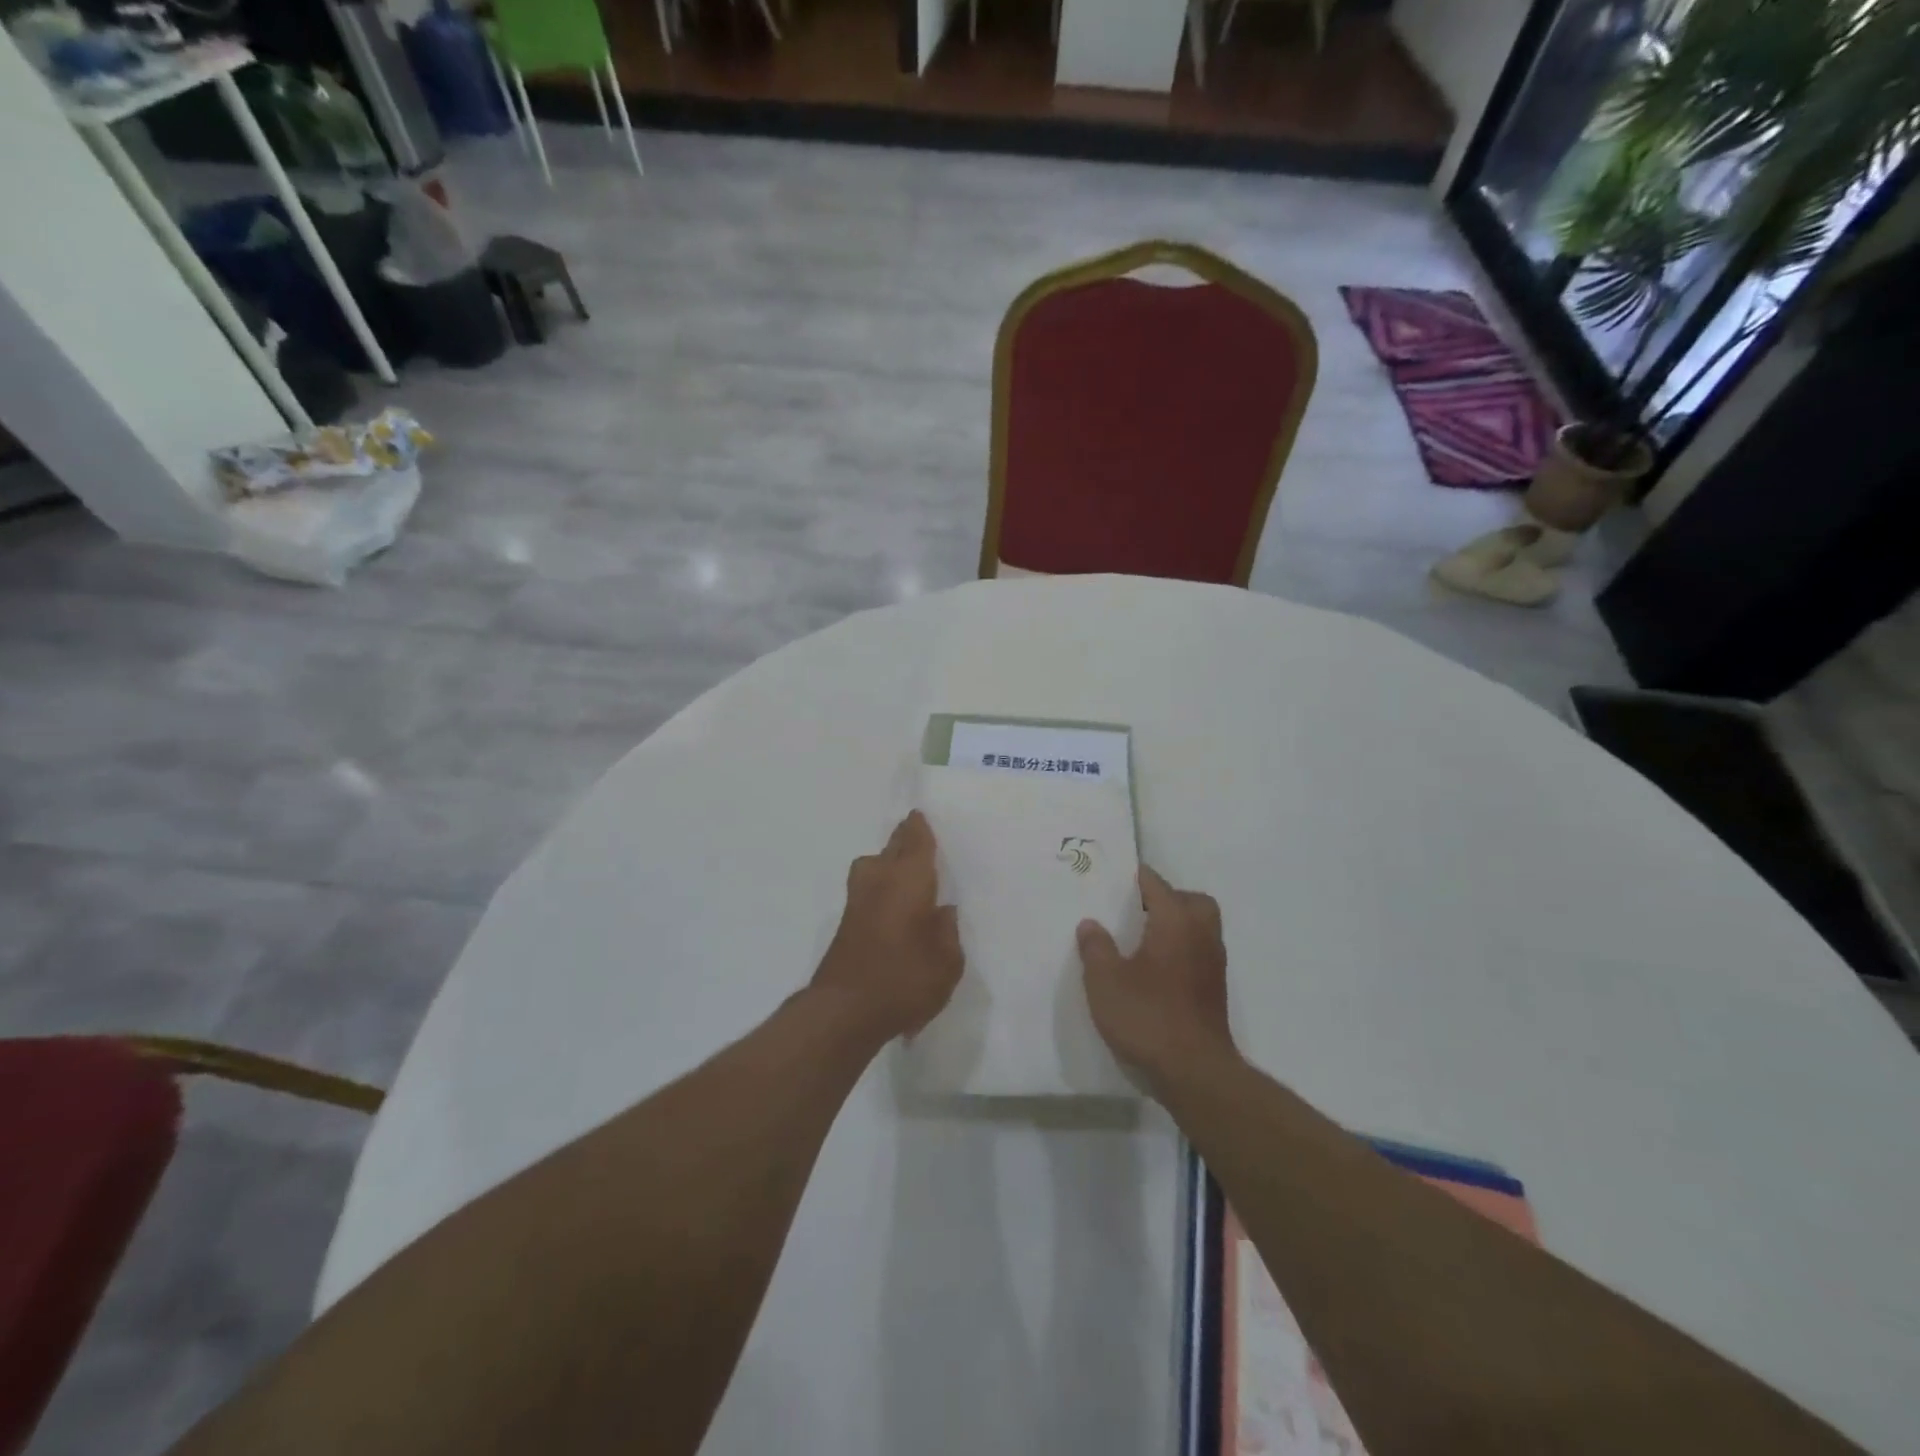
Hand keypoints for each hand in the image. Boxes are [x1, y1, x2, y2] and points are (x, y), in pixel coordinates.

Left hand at [811, 811, 963, 1043]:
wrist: (844, 1011)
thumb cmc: (904, 980)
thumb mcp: (947, 962)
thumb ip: (948, 932)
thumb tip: (943, 911)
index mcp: (909, 880)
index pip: (916, 842)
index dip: (919, 828)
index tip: (919, 815)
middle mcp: (880, 881)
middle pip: (891, 848)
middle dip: (902, 840)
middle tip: (915, 835)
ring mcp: (858, 901)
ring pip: (871, 867)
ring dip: (885, 862)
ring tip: (903, 870)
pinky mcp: (846, 924)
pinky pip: (867, 890)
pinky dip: (879, 887)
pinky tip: (892, 903)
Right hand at [1078, 867, 1236, 1084]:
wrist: (1195, 1072)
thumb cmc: (1147, 1017)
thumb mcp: (1105, 981)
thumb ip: (1096, 948)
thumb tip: (1091, 923)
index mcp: (1175, 922)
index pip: (1157, 885)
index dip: (1137, 878)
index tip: (1117, 876)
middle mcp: (1201, 935)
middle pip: (1192, 901)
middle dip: (1168, 898)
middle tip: (1138, 908)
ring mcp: (1213, 964)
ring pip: (1201, 927)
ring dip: (1178, 923)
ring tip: (1143, 937)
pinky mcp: (1215, 991)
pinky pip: (1200, 951)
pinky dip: (1182, 948)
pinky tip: (1156, 968)